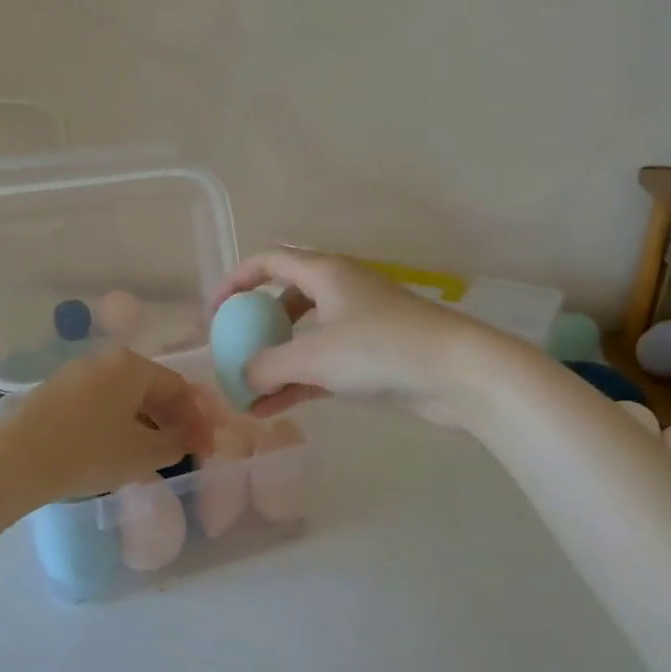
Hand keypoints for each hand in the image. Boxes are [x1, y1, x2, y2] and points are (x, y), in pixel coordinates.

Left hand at [0, 348, 212, 502]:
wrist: (16, 459)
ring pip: (126, 398)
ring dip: (147, 424)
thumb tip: (190, 437)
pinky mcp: (57, 393)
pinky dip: (120, 425)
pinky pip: (102, 405)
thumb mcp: (143, 453)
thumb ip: (176, 442)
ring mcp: (78, 375)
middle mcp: (106, 361)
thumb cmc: (89, 452)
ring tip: (156, 456)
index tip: (208, 447)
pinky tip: (120, 451)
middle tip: (186, 451)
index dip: (199, 419)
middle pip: (152, 389)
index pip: (179, 387)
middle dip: (174, 421)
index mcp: (132, 366)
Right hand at [208, 248, 493, 423]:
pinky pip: (323, 364)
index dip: (235, 281)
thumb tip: (241, 379)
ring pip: (304, 338)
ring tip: (248, 396)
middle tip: (235, 353)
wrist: (457, 373)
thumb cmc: (379, 349)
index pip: (268, 262)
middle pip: (285, 300)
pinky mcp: (373, 357)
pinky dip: (298, 382)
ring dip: (275, 363)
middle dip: (256, 327)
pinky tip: (273, 409)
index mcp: (325, 272)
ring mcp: (359, 324)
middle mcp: (340, 291)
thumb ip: (266, 366)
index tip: (213, 313)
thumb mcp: (312, 356)